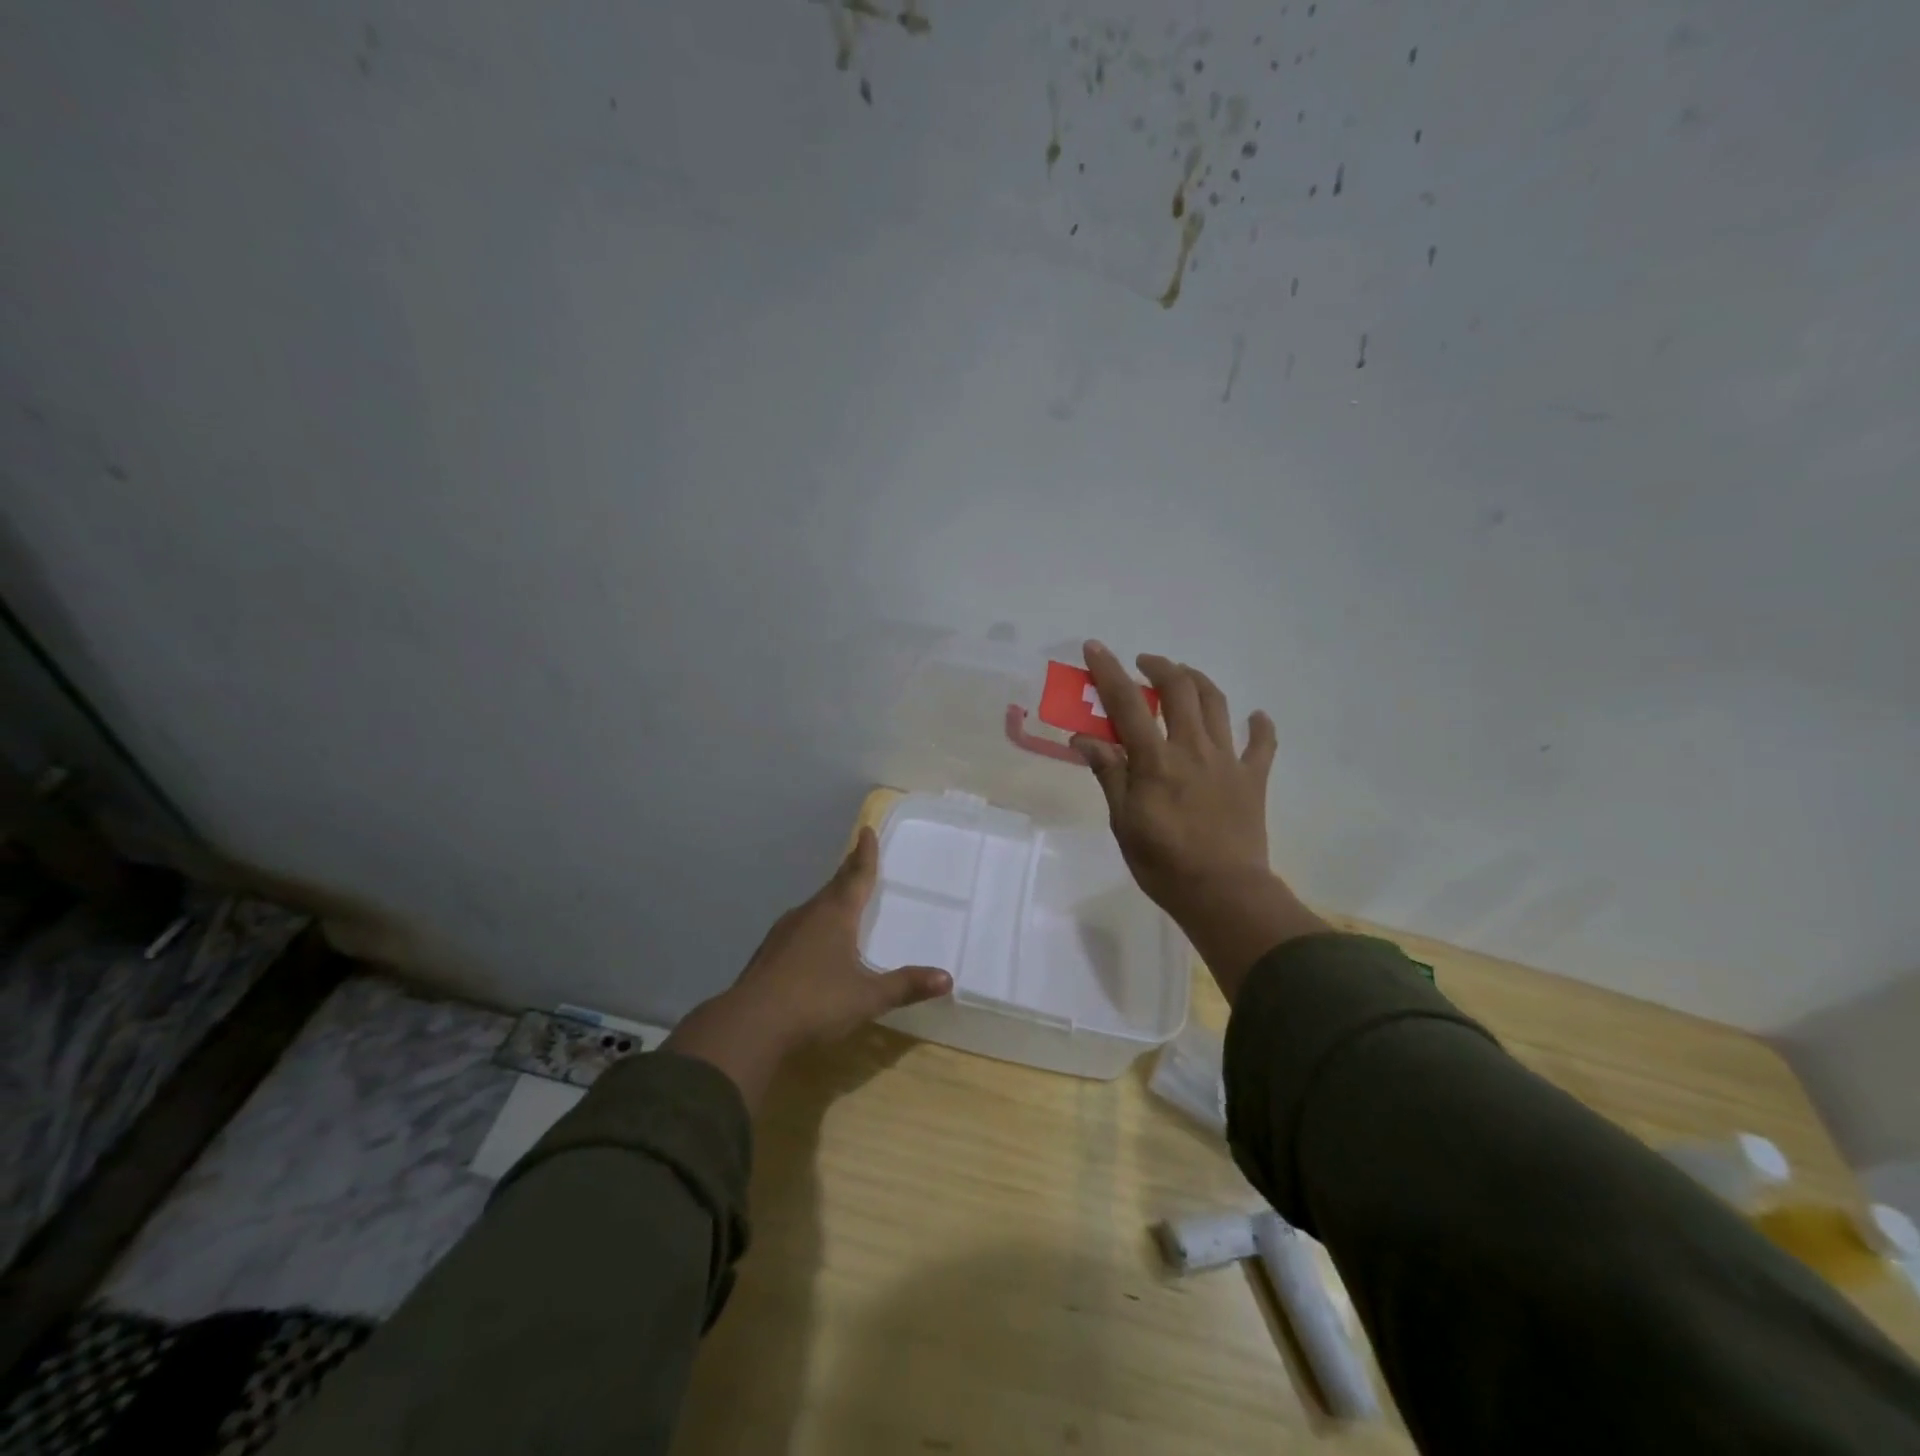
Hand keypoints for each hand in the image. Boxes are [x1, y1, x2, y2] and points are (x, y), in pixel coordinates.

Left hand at [662, 828, 950, 1108]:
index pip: (856, 876)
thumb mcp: (867, 997)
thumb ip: (905, 986)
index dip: (865, 854)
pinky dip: (814, 922)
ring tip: (841, 897)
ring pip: (814, 906)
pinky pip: (799, 926)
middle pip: (834, 886)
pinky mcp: (769, 953)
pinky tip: (813, 939)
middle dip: (848, 872)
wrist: (751, 1025)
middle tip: (858, 857)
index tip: (866, 830)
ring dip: (830, 897)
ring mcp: (784, 933)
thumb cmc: (816, 1002)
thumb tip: (947, 978)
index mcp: (835, 915)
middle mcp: (809, 914)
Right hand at [1072, 642, 1327, 998]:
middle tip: (1144, 664)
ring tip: (1183, 676)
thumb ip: (1109, 774)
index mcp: (1156, 760)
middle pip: (1179, 689)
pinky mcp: (1252, 778)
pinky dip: (1259, 726)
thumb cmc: (1163, 863)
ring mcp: (1227, 760)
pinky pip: (1262, 744)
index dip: (1109, 671)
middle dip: (1159, 667)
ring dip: (1198, 680)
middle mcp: (1193, 748)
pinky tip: (1255, 717)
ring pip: (1216, 703)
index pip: (1127, 704)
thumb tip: (1083, 739)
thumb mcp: (1123, 822)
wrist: (1223, 894)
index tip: (1095, 647)